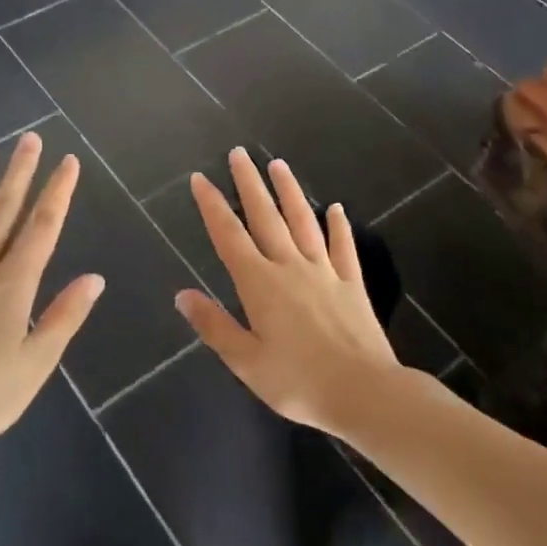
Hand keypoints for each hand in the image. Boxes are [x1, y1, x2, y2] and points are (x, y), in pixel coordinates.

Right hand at [176, 149, 398, 433]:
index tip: (201, 179)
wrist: (364, 392)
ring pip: (304, 222)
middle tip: (239, 153)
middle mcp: (291, 267)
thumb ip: (214, 325)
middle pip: (266, 217)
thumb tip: (182, 295)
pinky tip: (336, 209)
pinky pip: (343, 247)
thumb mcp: (246, 362)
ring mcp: (325, 272)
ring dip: (290, 192)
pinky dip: (338, 226)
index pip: (230, 236)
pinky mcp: (352, 284)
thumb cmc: (298, 382)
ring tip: (278, 164)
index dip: (213, 206)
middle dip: (249, 184)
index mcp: (260, 284)